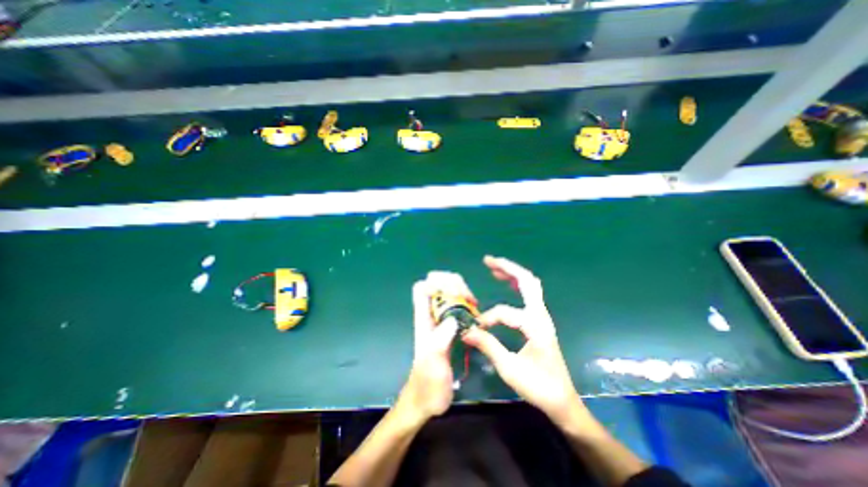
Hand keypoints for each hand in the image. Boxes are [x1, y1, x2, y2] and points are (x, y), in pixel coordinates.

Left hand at [397, 273, 463, 426]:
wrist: (427, 401)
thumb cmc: (427, 385)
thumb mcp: (433, 363)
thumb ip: (440, 341)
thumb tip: (453, 319)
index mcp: (423, 319)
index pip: (422, 287)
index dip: (436, 282)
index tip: (454, 293)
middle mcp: (431, 315)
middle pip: (438, 284)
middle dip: (454, 284)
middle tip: (469, 298)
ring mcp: (442, 320)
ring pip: (450, 293)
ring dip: (463, 292)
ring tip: (474, 305)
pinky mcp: (452, 328)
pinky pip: (460, 307)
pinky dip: (468, 305)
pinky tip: (477, 315)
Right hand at [461, 257, 582, 427]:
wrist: (562, 401)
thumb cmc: (538, 386)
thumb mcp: (509, 368)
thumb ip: (487, 346)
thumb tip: (466, 331)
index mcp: (535, 325)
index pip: (506, 312)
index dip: (488, 318)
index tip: (475, 330)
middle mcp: (540, 315)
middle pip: (527, 281)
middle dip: (507, 268)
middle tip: (488, 260)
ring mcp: (541, 317)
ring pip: (529, 285)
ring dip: (512, 273)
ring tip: (494, 267)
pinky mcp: (539, 321)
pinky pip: (529, 295)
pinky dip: (516, 284)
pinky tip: (507, 284)